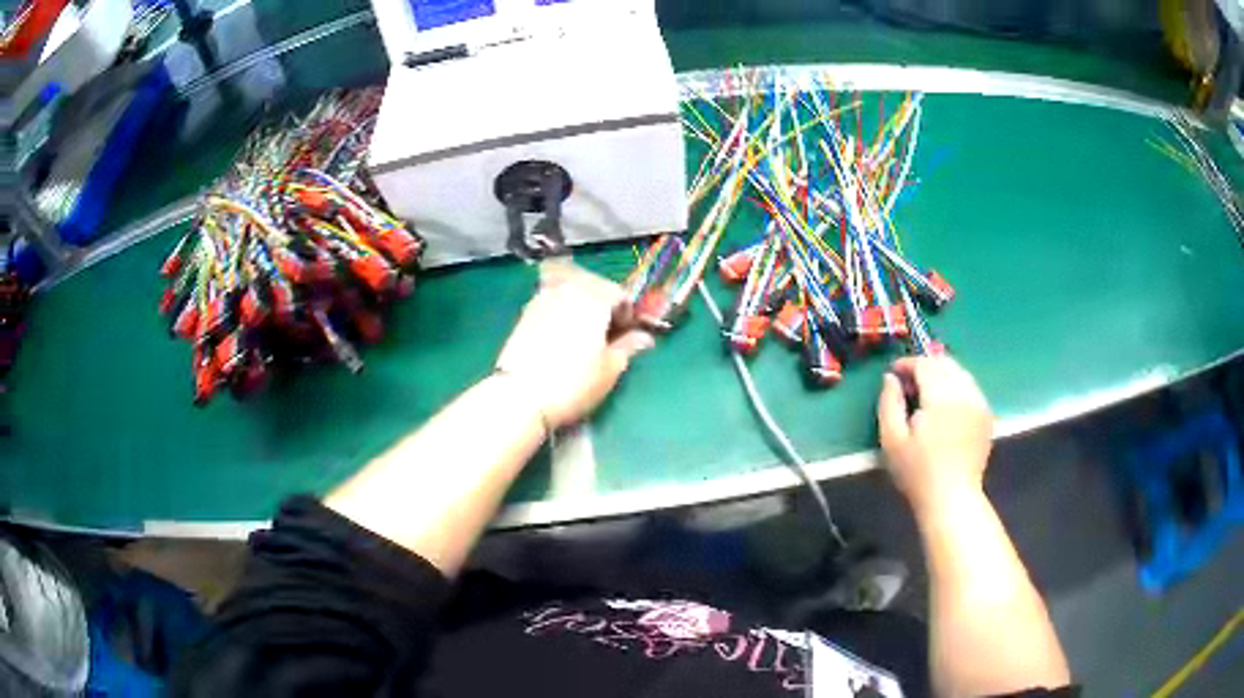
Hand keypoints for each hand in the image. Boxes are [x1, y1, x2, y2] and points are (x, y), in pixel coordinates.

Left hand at [494, 260, 654, 429]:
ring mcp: (543, 297)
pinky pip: (553, 301)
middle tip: (609, 334)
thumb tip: (644, 338)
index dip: (629, 316)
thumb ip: (629, 347)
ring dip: (584, 305)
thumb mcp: (610, 368)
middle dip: (606, 305)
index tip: (629, 337)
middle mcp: (568, 288)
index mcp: (594, 296)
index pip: (621, 295)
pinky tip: (563, 336)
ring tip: (585, 335)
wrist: (520, 396)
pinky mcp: (525, 311)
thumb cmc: (573, 383)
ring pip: (572, 291)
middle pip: (595, 286)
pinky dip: (564, 310)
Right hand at [877, 355, 993, 511]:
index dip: (907, 363)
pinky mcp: (986, 414)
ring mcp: (979, 402)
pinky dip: (956, 387)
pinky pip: (970, 388)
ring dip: (941, 375)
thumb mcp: (892, 440)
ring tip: (926, 394)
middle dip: (925, 366)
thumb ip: (889, 403)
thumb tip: (890, 377)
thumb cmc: (917, 473)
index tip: (893, 373)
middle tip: (908, 383)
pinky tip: (945, 407)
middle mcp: (965, 392)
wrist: (952, 499)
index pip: (925, 364)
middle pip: (945, 363)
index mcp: (941, 396)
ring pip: (960, 373)